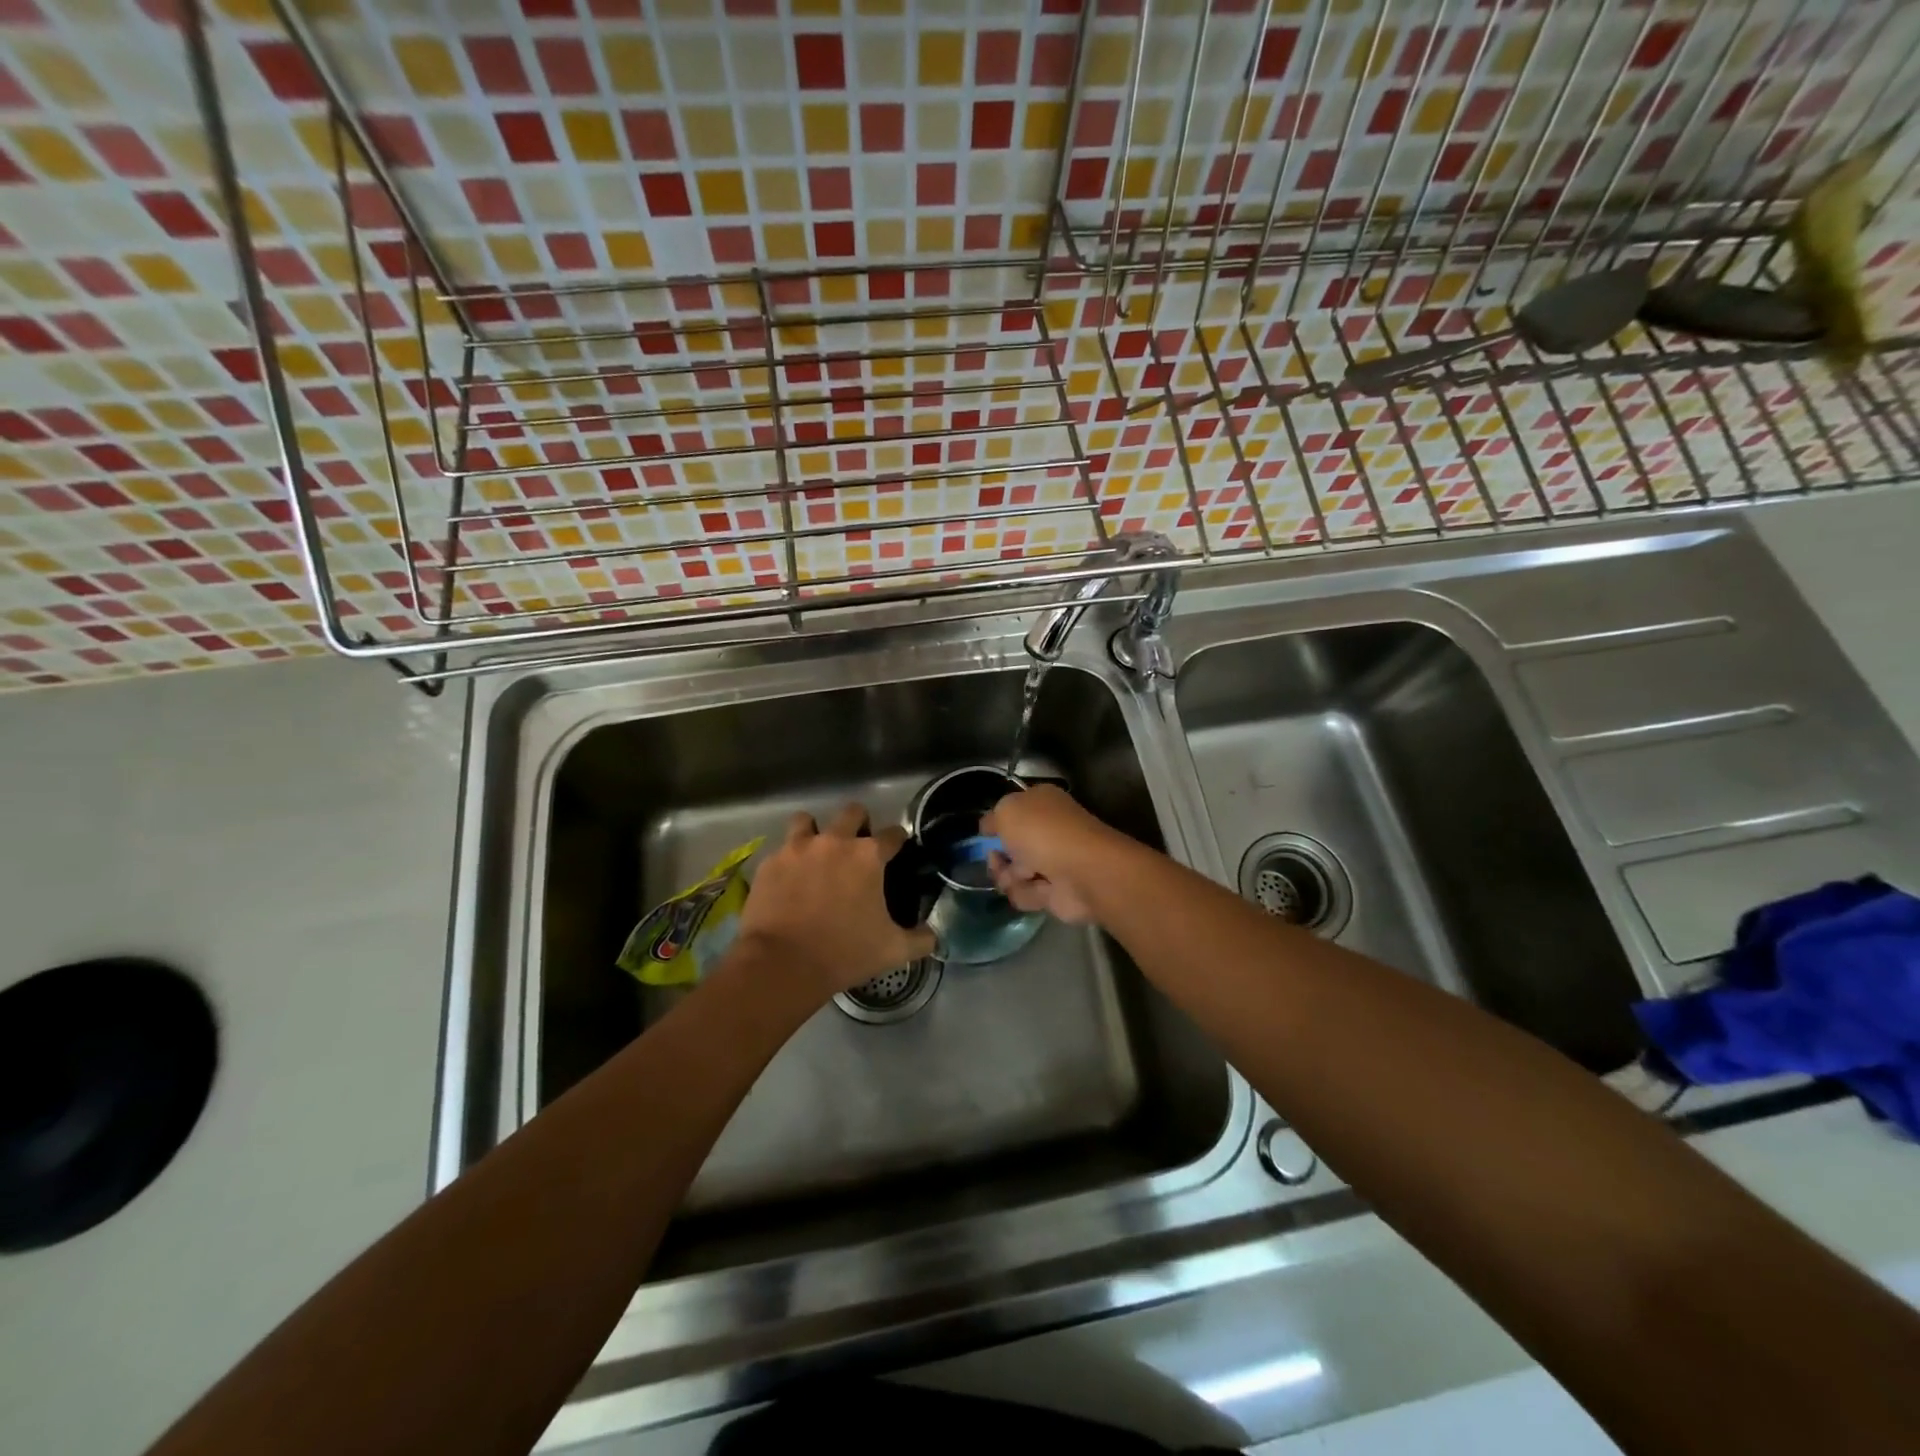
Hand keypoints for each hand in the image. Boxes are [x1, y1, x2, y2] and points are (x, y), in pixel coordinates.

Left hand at [737, 803, 936, 1004]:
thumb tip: (933, 936)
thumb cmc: (844, 953)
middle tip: (857, 848)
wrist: (782, 964)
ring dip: (815, 832)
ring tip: (816, 854)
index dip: (898, 841)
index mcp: (868, 856)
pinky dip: (788, 861)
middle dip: (859, 824)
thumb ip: (920, 939)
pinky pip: (781, 850)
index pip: (893, 834)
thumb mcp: (893, 951)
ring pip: (807, 821)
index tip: (897, 850)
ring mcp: (797, 848)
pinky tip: (789, 881)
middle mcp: (834, 841)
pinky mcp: (770, 863)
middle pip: (852, 812)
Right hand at [982, 785, 1129, 924]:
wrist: (1082, 872)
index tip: (985, 834)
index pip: (1012, 811)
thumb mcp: (1006, 811)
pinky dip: (1028, 893)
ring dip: (1010, 877)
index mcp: (1041, 803)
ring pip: (1013, 873)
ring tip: (1023, 876)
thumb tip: (988, 828)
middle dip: (998, 856)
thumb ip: (992, 818)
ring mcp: (1052, 862)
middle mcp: (1048, 830)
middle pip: (1009, 846)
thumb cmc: (1043, 832)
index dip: (997, 823)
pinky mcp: (1055, 892)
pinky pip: (1026, 894)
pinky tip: (1039, 889)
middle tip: (997, 860)